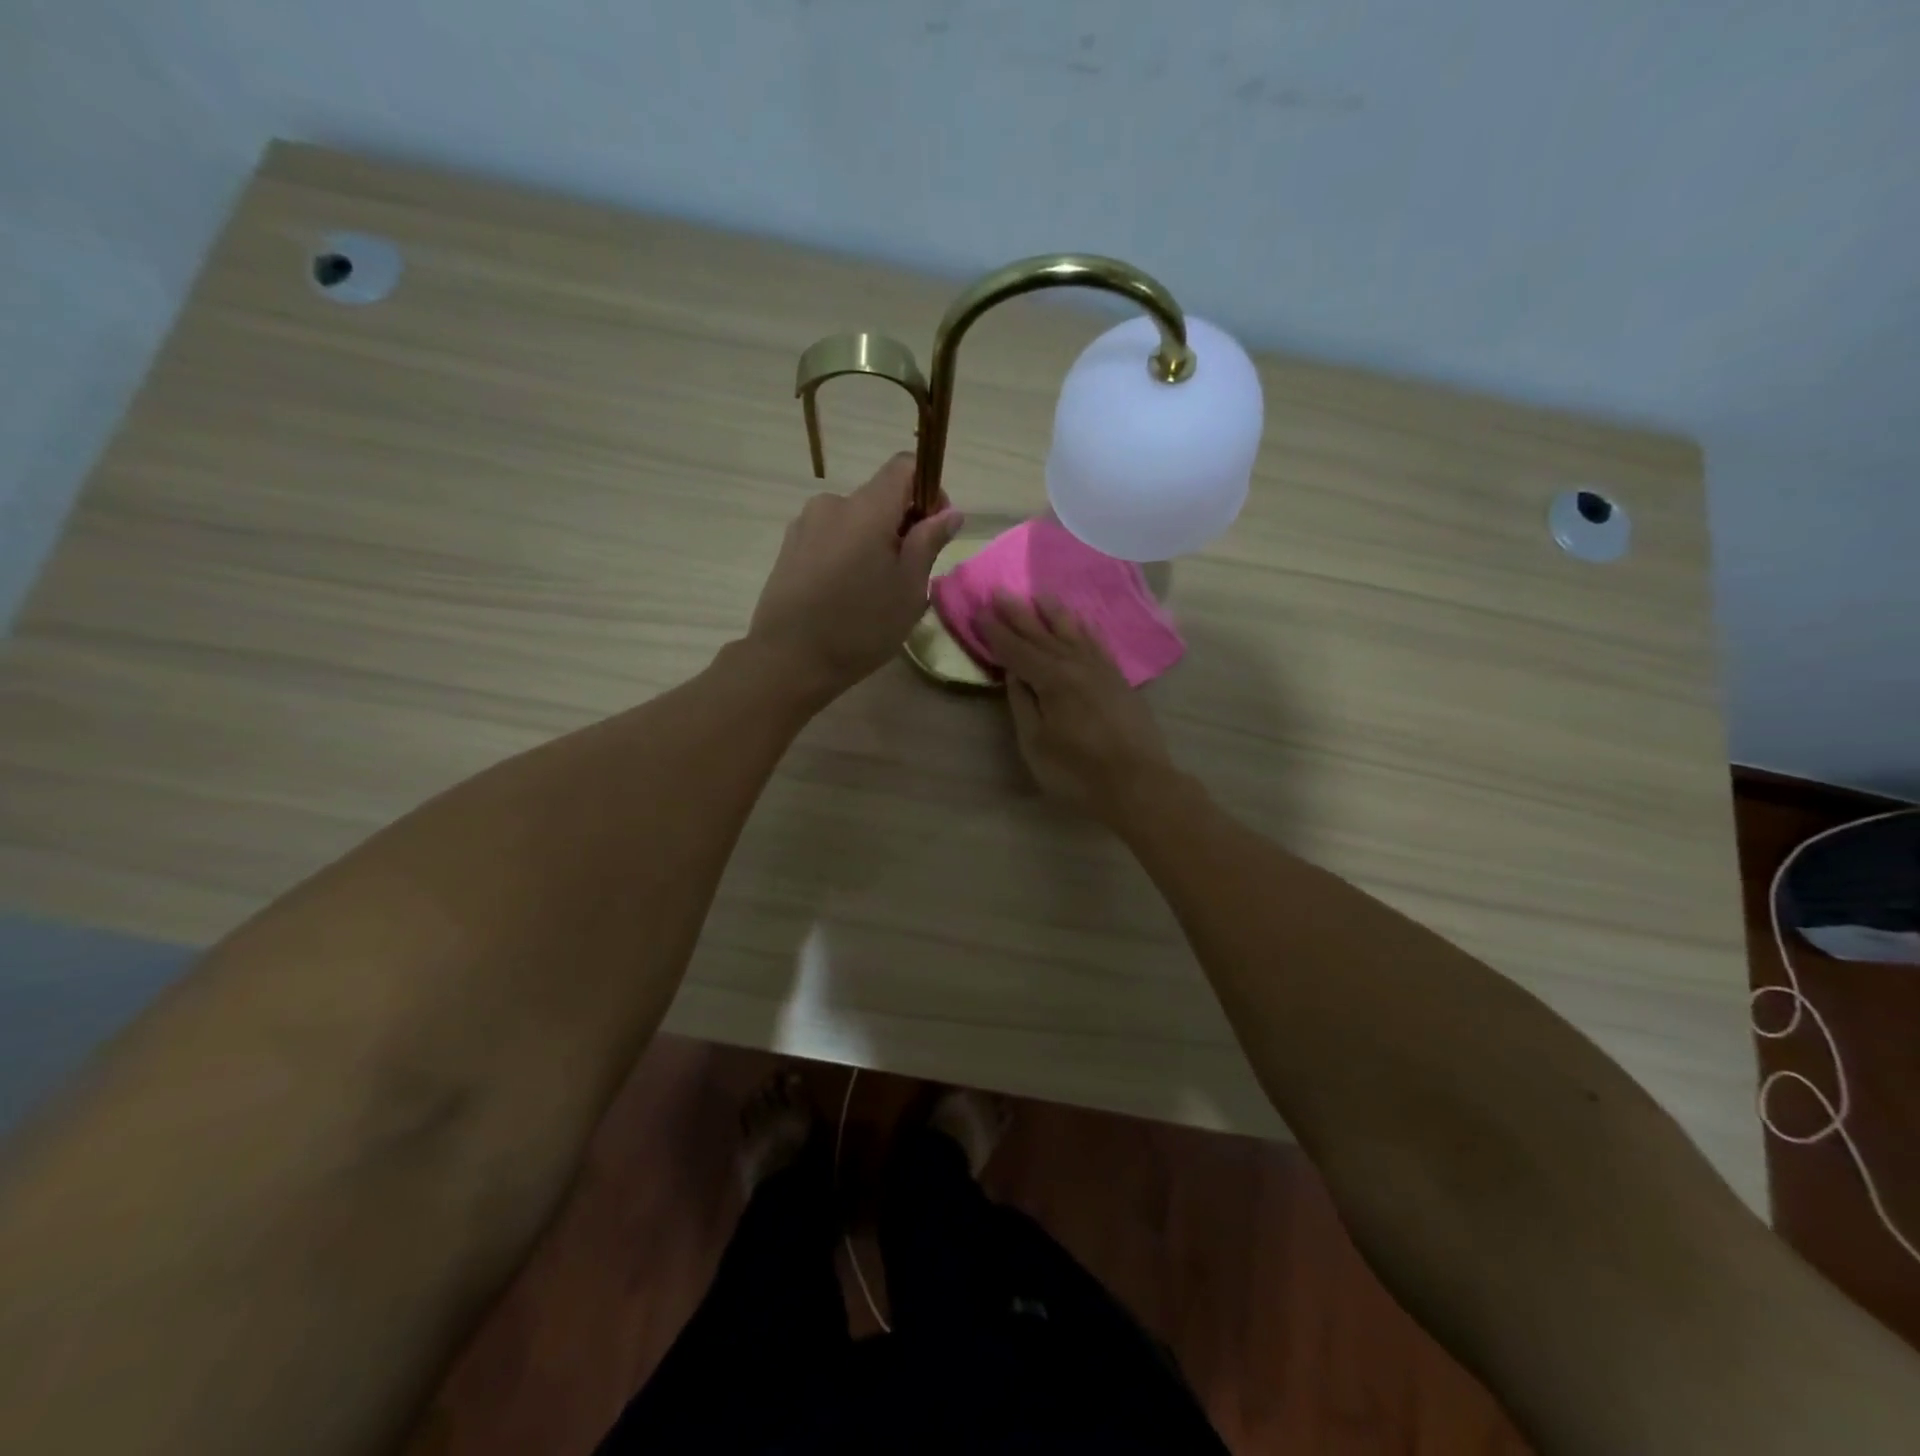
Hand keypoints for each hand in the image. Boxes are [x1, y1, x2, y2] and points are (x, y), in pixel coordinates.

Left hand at [747, 454, 962, 697]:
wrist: (789, 660)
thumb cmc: (861, 626)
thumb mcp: (908, 589)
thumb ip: (928, 542)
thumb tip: (949, 513)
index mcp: (867, 508)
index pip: (904, 466)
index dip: (928, 490)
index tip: (934, 530)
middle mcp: (832, 504)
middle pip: (878, 497)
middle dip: (900, 525)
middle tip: (908, 574)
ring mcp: (805, 525)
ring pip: (853, 521)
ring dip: (872, 542)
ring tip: (874, 590)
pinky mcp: (788, 548)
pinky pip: (830, 538)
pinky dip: (846, 554)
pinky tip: (845, 594)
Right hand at [980, 595, 1173, 816]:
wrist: (1139, 784)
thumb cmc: (1078, 772)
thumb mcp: (1036, 744)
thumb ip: (1023, 704)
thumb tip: (1013, 674)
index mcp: (1052, 680)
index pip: (1016, 650)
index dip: (996, 632)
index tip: (979, 612)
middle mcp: (1077, 665)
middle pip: (1042, 634)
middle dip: (1019, 614)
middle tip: (1000, 591)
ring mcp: (1102, 670)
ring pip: (1073, 632)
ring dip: (1053, 613)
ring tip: (1039, 594)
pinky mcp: (1119, 680)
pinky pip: (1098, 644)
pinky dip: (1085, 629)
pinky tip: (1081, 622)